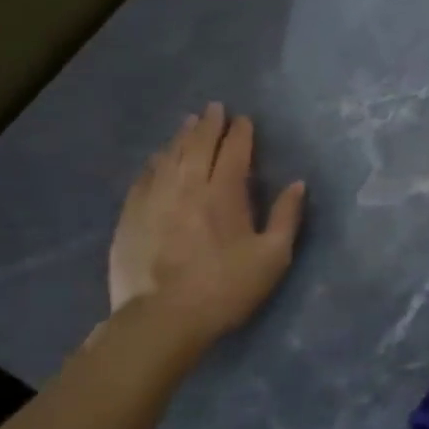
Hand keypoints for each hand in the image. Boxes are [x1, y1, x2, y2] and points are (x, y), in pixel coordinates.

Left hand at [108, 103, 306, 341]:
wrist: (161, 321)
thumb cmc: (225, 289)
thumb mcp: (272, 258)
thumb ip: (287, 217)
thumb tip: (297, 184)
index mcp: (224, 193)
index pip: (234, 151)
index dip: (240, 132)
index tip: (244, 120)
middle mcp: (188, 186)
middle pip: (198, 145)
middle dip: (209, 124)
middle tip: (215, 108)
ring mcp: (155, 199)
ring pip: (170, 156)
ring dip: (182, 136)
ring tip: (190, 123)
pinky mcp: (131, 216)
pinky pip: (145, 177)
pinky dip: (156, 162)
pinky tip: (158, 158)